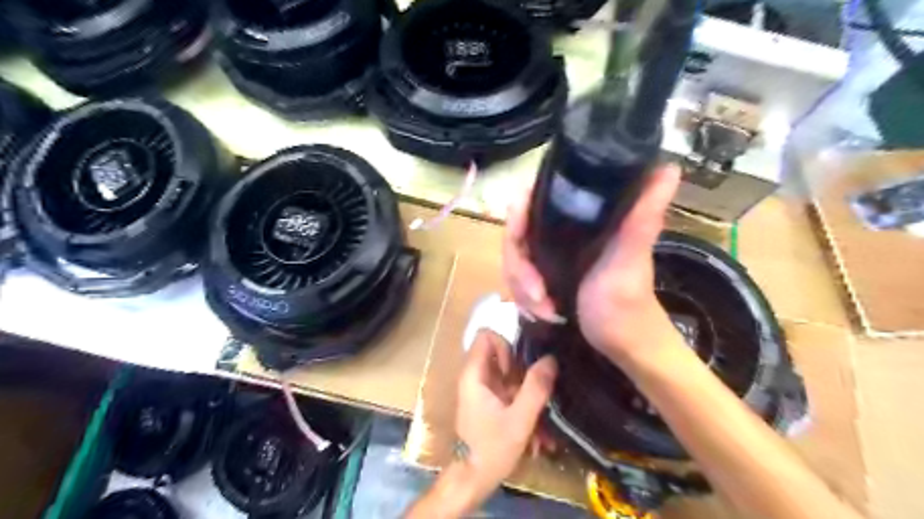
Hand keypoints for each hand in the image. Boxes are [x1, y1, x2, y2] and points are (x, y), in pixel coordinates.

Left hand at [454, 331, 555, 492]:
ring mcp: (482, 390)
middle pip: (500, 353)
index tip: (517, 369)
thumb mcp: (519, 419)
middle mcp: (475, 376)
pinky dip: (522, 402)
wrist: (472, 480)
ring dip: (526, 389)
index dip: (505, 345)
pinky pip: (508, 391)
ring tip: (540, 413)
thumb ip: (535, 388)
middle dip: (522, 369)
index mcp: (474, 374)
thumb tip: (551, 358)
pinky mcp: (489, 402)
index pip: (486, 336)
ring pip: (508, 374)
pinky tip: (536, 428)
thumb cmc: (491, 449)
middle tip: (533, 389)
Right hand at [505, 165, 683, 362]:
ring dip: (522, 288)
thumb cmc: (627, 305)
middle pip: (516, 235)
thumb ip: (642, 217)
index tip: (521, 248)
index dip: (518, 219)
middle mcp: (562, 228)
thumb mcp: (630, 260)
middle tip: (539, 296)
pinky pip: (517, 278)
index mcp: (580, 217)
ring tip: (545, 310)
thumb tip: (670, 167)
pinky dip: (524, 297)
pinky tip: (543, 311)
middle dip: (520, 270)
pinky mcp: (547, 271)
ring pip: (514, 259)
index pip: (530, 198)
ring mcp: (552, 251)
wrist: (623, 345)